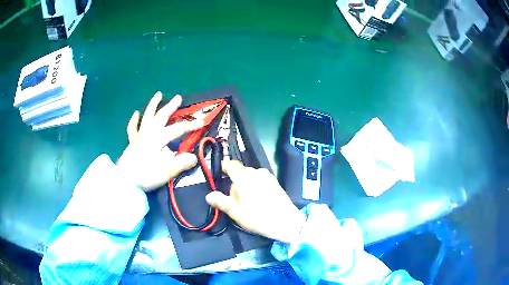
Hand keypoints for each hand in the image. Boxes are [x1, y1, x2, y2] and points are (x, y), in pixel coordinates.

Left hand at [117, 92, 202, 190]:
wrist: (124, 181)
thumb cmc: (145, 175)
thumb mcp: (165, 172)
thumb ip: (181, 163)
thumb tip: (194, 157)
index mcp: (158, 138)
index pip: (178, 129)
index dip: (191, 125)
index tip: (202, 122)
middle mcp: (149, 133)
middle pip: (161, 116)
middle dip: (171, 106)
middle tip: (178, 97)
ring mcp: (139, 136)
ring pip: (147, 116)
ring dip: (153, 105)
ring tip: (158, 94)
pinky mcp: (132, 142)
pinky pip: (133, 127)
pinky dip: (134, 120)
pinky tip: (136, 113)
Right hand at [205, 160, 305, 242]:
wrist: (286, 222)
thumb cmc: (257, 216)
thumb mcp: (235, 211)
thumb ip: (220, 201)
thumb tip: (209, 196)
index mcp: (244, 176)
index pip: (230, 164)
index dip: (223, 168)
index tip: (219, 176)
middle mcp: (256, 171)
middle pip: (240, 172)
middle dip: (234, 182)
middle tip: (233, 199)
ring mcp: (268, 176)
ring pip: (250, 177)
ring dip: (245, 185)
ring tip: (246, 202)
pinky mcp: (275, 182)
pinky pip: (260, 180)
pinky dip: (255, 187)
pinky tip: (258, 201)